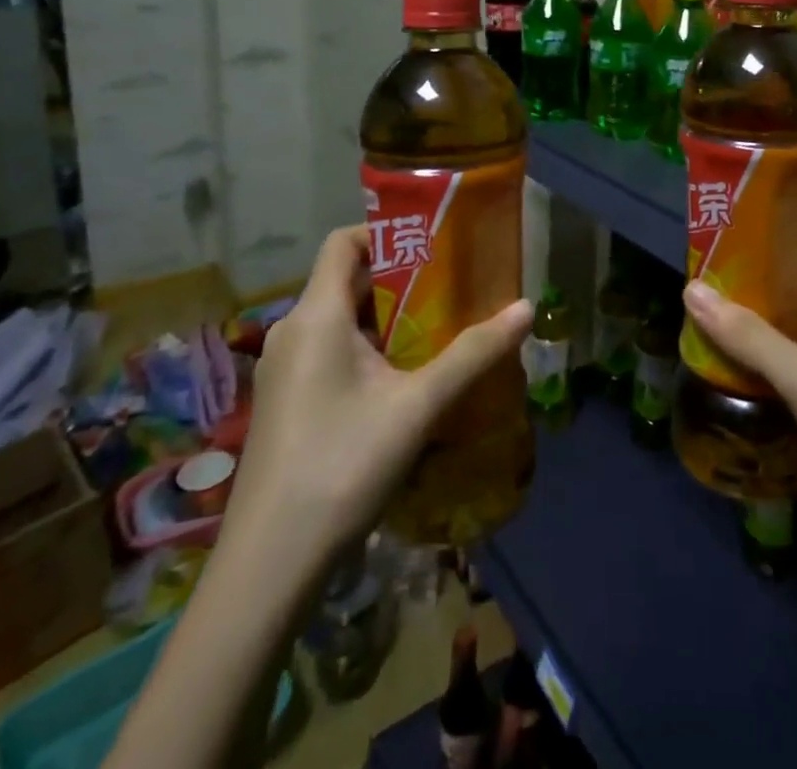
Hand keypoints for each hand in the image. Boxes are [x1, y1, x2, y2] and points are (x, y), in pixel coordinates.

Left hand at [226, 225, 533, 557]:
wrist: (269, 565)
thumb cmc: (342, 466)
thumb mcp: (418, 406)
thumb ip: (473, 353)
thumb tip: (527, 308)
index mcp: (315, 315)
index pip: (343, 241)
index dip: (386, 232)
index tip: (433, 243)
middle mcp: (292, 331)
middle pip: (346, 280)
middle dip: (400, 278)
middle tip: (451, 285)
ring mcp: (283, 369)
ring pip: (339, 319)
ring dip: (386, 316)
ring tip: (437, 327)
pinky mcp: (285, 401)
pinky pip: (328, 350)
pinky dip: (366, 347)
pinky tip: (402, 378)